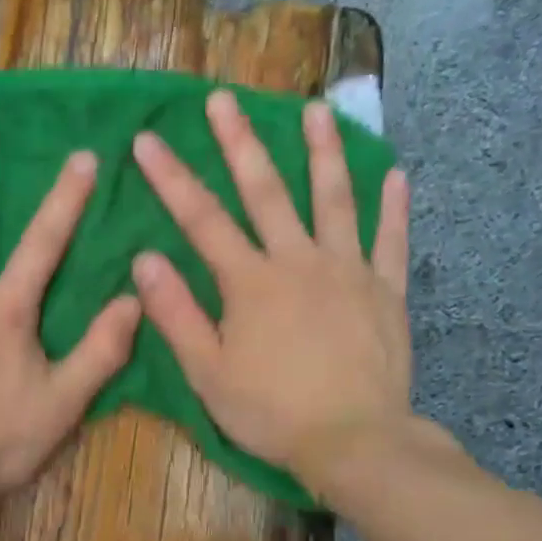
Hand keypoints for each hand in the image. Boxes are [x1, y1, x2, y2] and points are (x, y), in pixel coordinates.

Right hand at [131, 89, 412, 501]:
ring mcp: (348, 271)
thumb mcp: (208, 373)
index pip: (202, 219)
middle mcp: (298, 261)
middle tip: (225, 98)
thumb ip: (176, 313)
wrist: (354, 442)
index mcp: (250, 282)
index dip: (171, 178)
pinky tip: (396, 174)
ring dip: (323, 152)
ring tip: (317, 110)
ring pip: (335, 200)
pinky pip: (391, 241)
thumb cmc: (271, 412)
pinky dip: (394, 207)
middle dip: (240, 142)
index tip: (148, 139)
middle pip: (266, 191)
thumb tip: (145, 259)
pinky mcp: (386, 291)